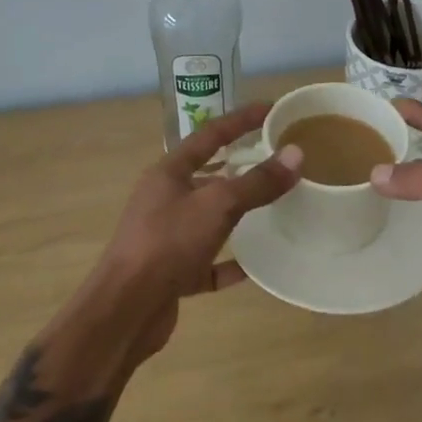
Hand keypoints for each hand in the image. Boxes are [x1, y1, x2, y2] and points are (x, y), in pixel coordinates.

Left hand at [94, 103, 302, 364]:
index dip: (241, 119)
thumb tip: (296, 154)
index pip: (210, 134)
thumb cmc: (168, 243)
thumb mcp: (217, 206)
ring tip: (273, 206)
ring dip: (237, 213)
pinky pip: (208, 262)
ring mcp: (167, 237)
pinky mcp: (173, 273)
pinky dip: (230, 263)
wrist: (125, 312)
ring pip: (209, 218)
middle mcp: (165, 199)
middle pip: (208, 175)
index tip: (272, 109)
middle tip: (278, 159)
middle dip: (241, 166)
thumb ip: (257, 182)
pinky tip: (255, 267)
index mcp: (169, 173)